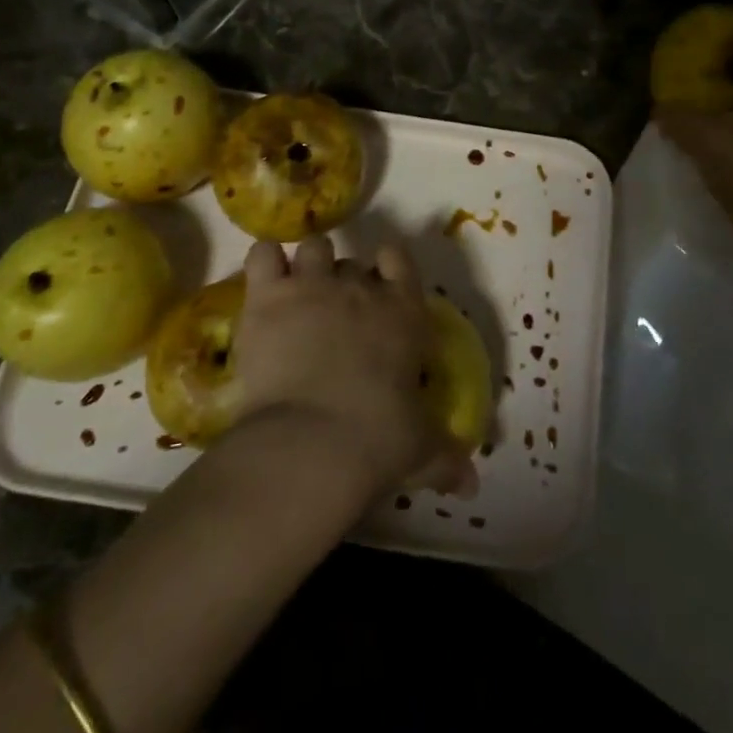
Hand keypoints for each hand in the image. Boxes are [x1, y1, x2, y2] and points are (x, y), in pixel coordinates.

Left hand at [231, 237, 475, 501]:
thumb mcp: (421, 450)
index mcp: (404, 311)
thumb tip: (469, 485)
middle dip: (342, 281)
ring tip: (295, 296)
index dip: (388, 267)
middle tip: (332, 315)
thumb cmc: (379, 440)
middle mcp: (360, 288)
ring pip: (313, 248)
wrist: (313, 443)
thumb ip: (445, 457)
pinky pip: (263, 254)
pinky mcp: (270, 296)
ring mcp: (314, 285)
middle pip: (351, 262)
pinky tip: (263, 288)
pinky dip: (264, 263)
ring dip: (306, 267)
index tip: (380, 285)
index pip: (399, 258)